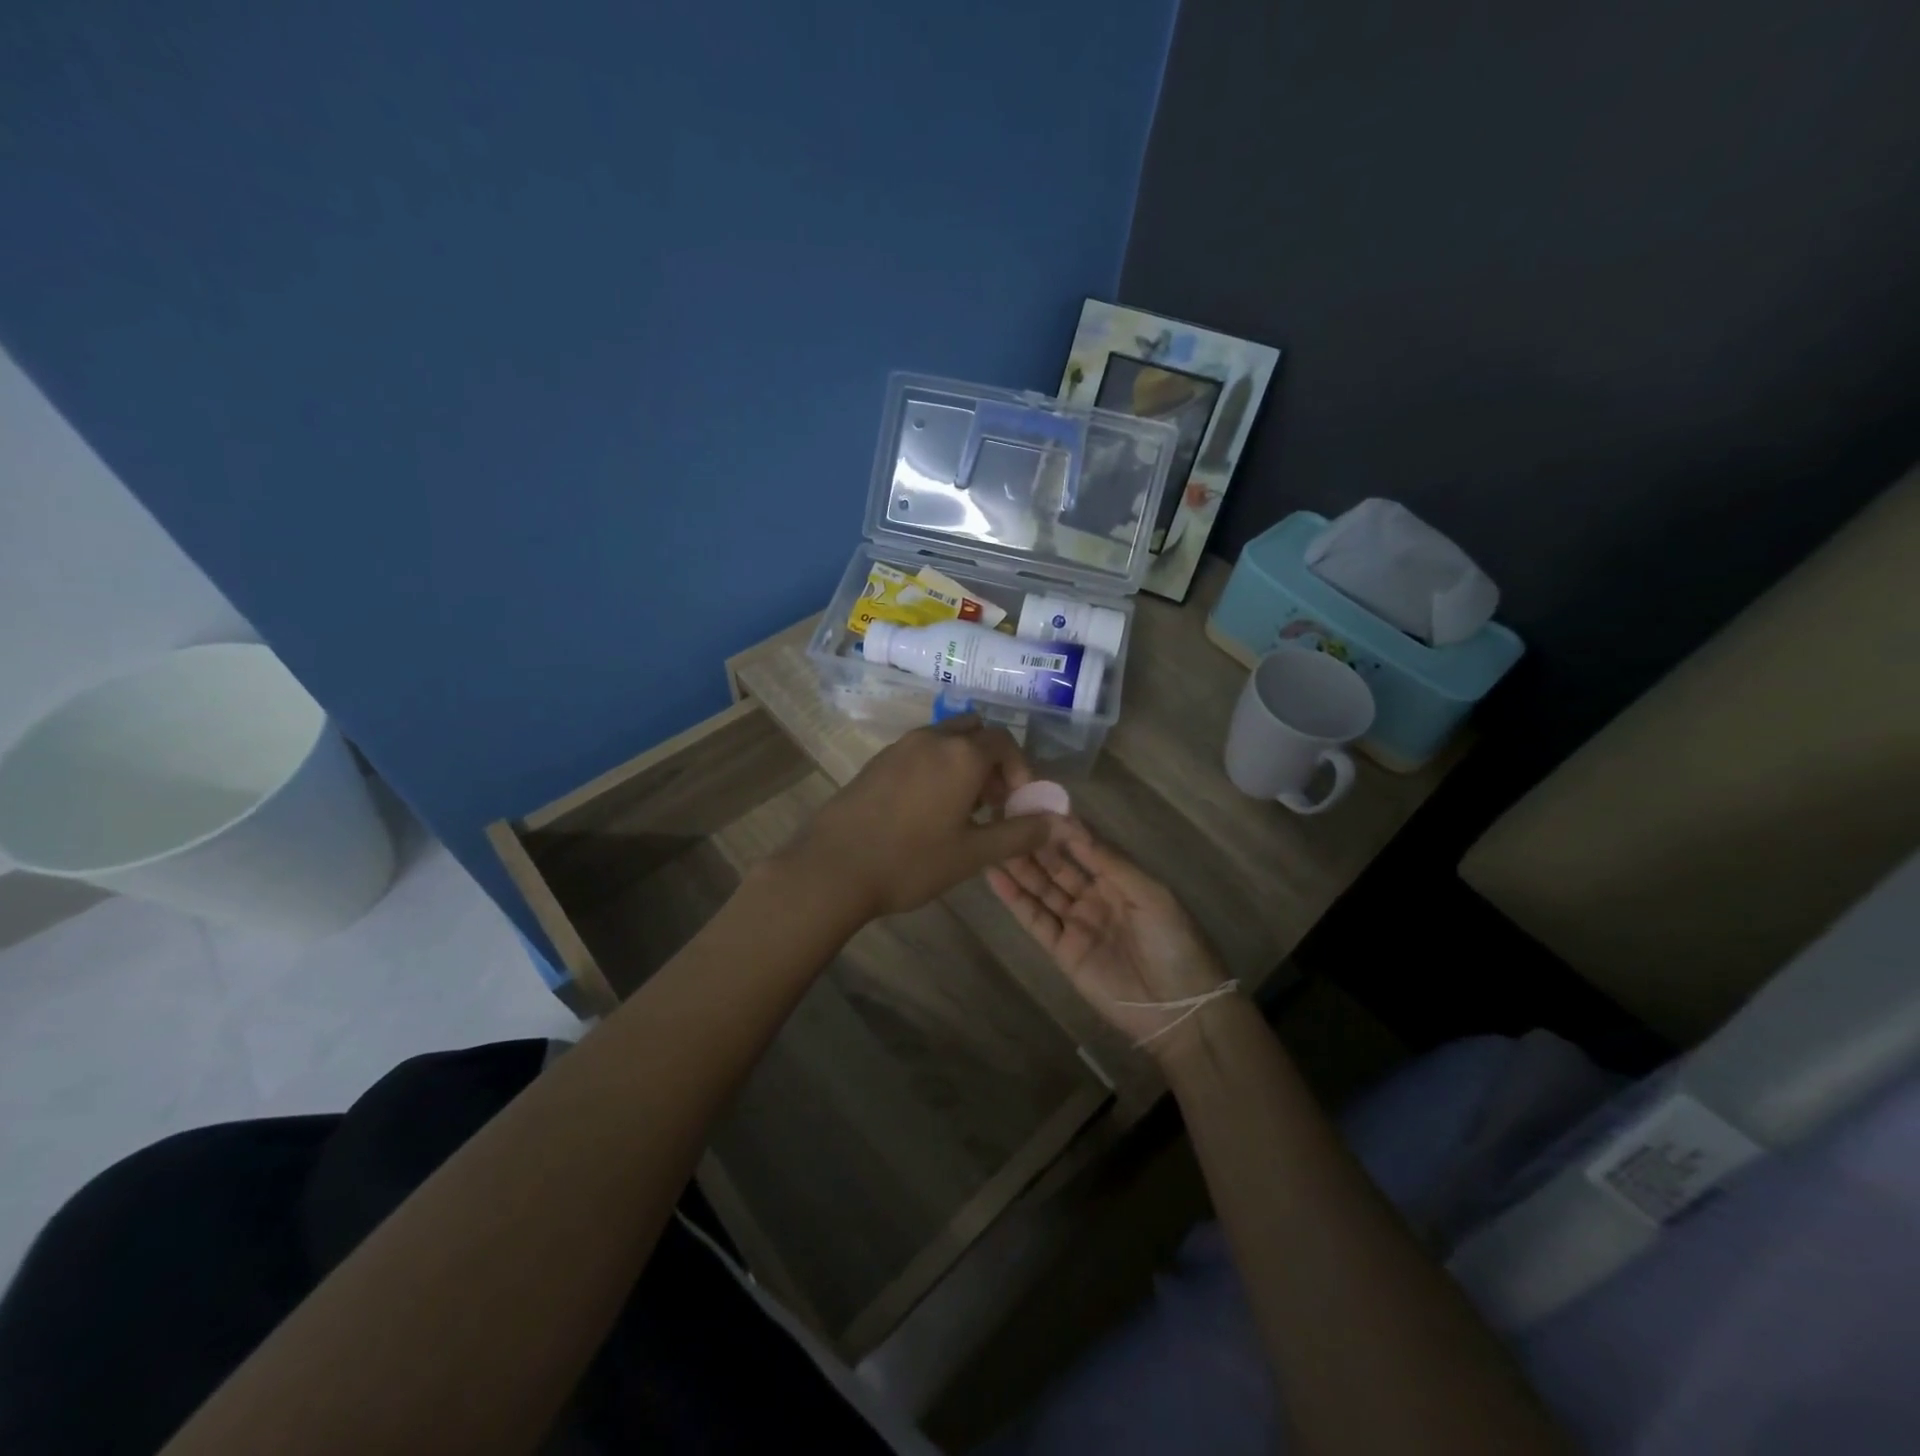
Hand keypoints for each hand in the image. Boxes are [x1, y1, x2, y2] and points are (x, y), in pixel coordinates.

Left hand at [781, 717, 1062, 919]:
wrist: (832, 867)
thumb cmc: (911, 861)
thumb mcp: (973, 853)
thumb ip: (1020, 834)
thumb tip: (1059, 822)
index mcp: (962, 755)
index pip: (1005, 743)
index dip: (1020, 770)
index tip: (1017, 803)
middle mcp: (933, 738)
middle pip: (975, 732)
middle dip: (992, 761)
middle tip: (992, 803)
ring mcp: (900, 746)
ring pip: (945, 739)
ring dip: (963, 762)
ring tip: (961, 809)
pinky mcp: (877, 760)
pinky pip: (919, 750)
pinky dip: (935, 766)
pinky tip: (925, 809)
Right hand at [986, 822, 1229, 1056]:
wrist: (1179, 1009)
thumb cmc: (1174, 943)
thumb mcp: (1152, 895)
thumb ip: (1111, 863)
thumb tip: (1074, 829)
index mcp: (1120, 879)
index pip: (1084, 846)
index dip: (1061, 827)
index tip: (1033, 803)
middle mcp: (1094, 896)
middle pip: (1058, 865)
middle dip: (1033, 843)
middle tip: (1003, 817)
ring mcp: (1076, 923)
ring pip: (1041, 888)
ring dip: (1018, 866)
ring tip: (991, 840)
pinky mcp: (1062, 950)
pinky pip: (1035, 919)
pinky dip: (1015, 899)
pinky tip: (995, 876)